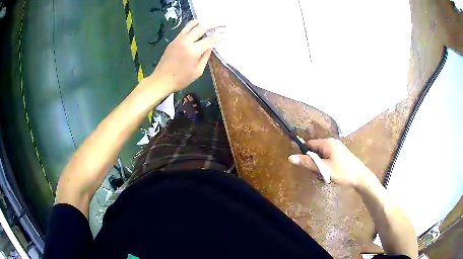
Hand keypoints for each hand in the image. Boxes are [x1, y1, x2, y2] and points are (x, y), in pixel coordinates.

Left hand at [150, 20, 225, 92]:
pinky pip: (185, 29)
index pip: (211, 39)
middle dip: (215, 24)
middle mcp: (186, 41)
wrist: (161, 80)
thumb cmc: (181, 79)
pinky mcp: (173, 41)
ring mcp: (178, 39)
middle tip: (223, 24)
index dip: (221, 35)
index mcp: (193, 51)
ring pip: (192, 24)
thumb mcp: (198, 71)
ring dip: (203, 22)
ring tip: (210, 24)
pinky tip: (198, 29)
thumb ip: (205, 56)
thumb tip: (210, 46)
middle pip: (202, 26)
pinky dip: (194, 26)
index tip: (229, 34)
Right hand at [288, 138, 372, 187]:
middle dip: (314, 162)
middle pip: (315, 150)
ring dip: (321, 165)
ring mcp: (337, 147)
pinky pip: (328, 157)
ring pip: (322, 155)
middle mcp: (332, 142)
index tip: (308, 166)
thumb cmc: (342, 172)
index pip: (310, 144)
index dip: (306, 155)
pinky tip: (331, 173)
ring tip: (326, 175)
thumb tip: (290, 157)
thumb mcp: (324, 169)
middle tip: (319, 173)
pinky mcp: (340, 153)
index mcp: (328, 143)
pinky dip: (326, 165)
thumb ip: (308, 163)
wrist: (360, 177)